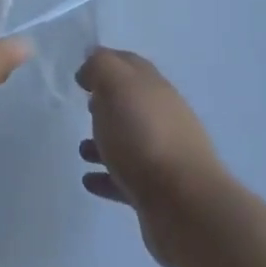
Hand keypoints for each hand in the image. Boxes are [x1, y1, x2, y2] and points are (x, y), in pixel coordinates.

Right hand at [77, 47, 225, 266]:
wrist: (183, 203)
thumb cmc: (144, 137)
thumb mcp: (117, 86)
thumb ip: (101, 67)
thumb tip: (91, 66)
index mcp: (154, 88)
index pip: (130, 64)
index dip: (107, 63)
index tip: (82, 74)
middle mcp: (163, 117)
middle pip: (133, 103)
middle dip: (109, 102)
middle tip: (85, 106)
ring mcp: (163, 156)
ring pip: (129, 141)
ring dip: (105, 142)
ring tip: (81, 150)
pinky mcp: (158, 192)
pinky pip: (126, 179)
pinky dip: (107, 176)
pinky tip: (89, 181)